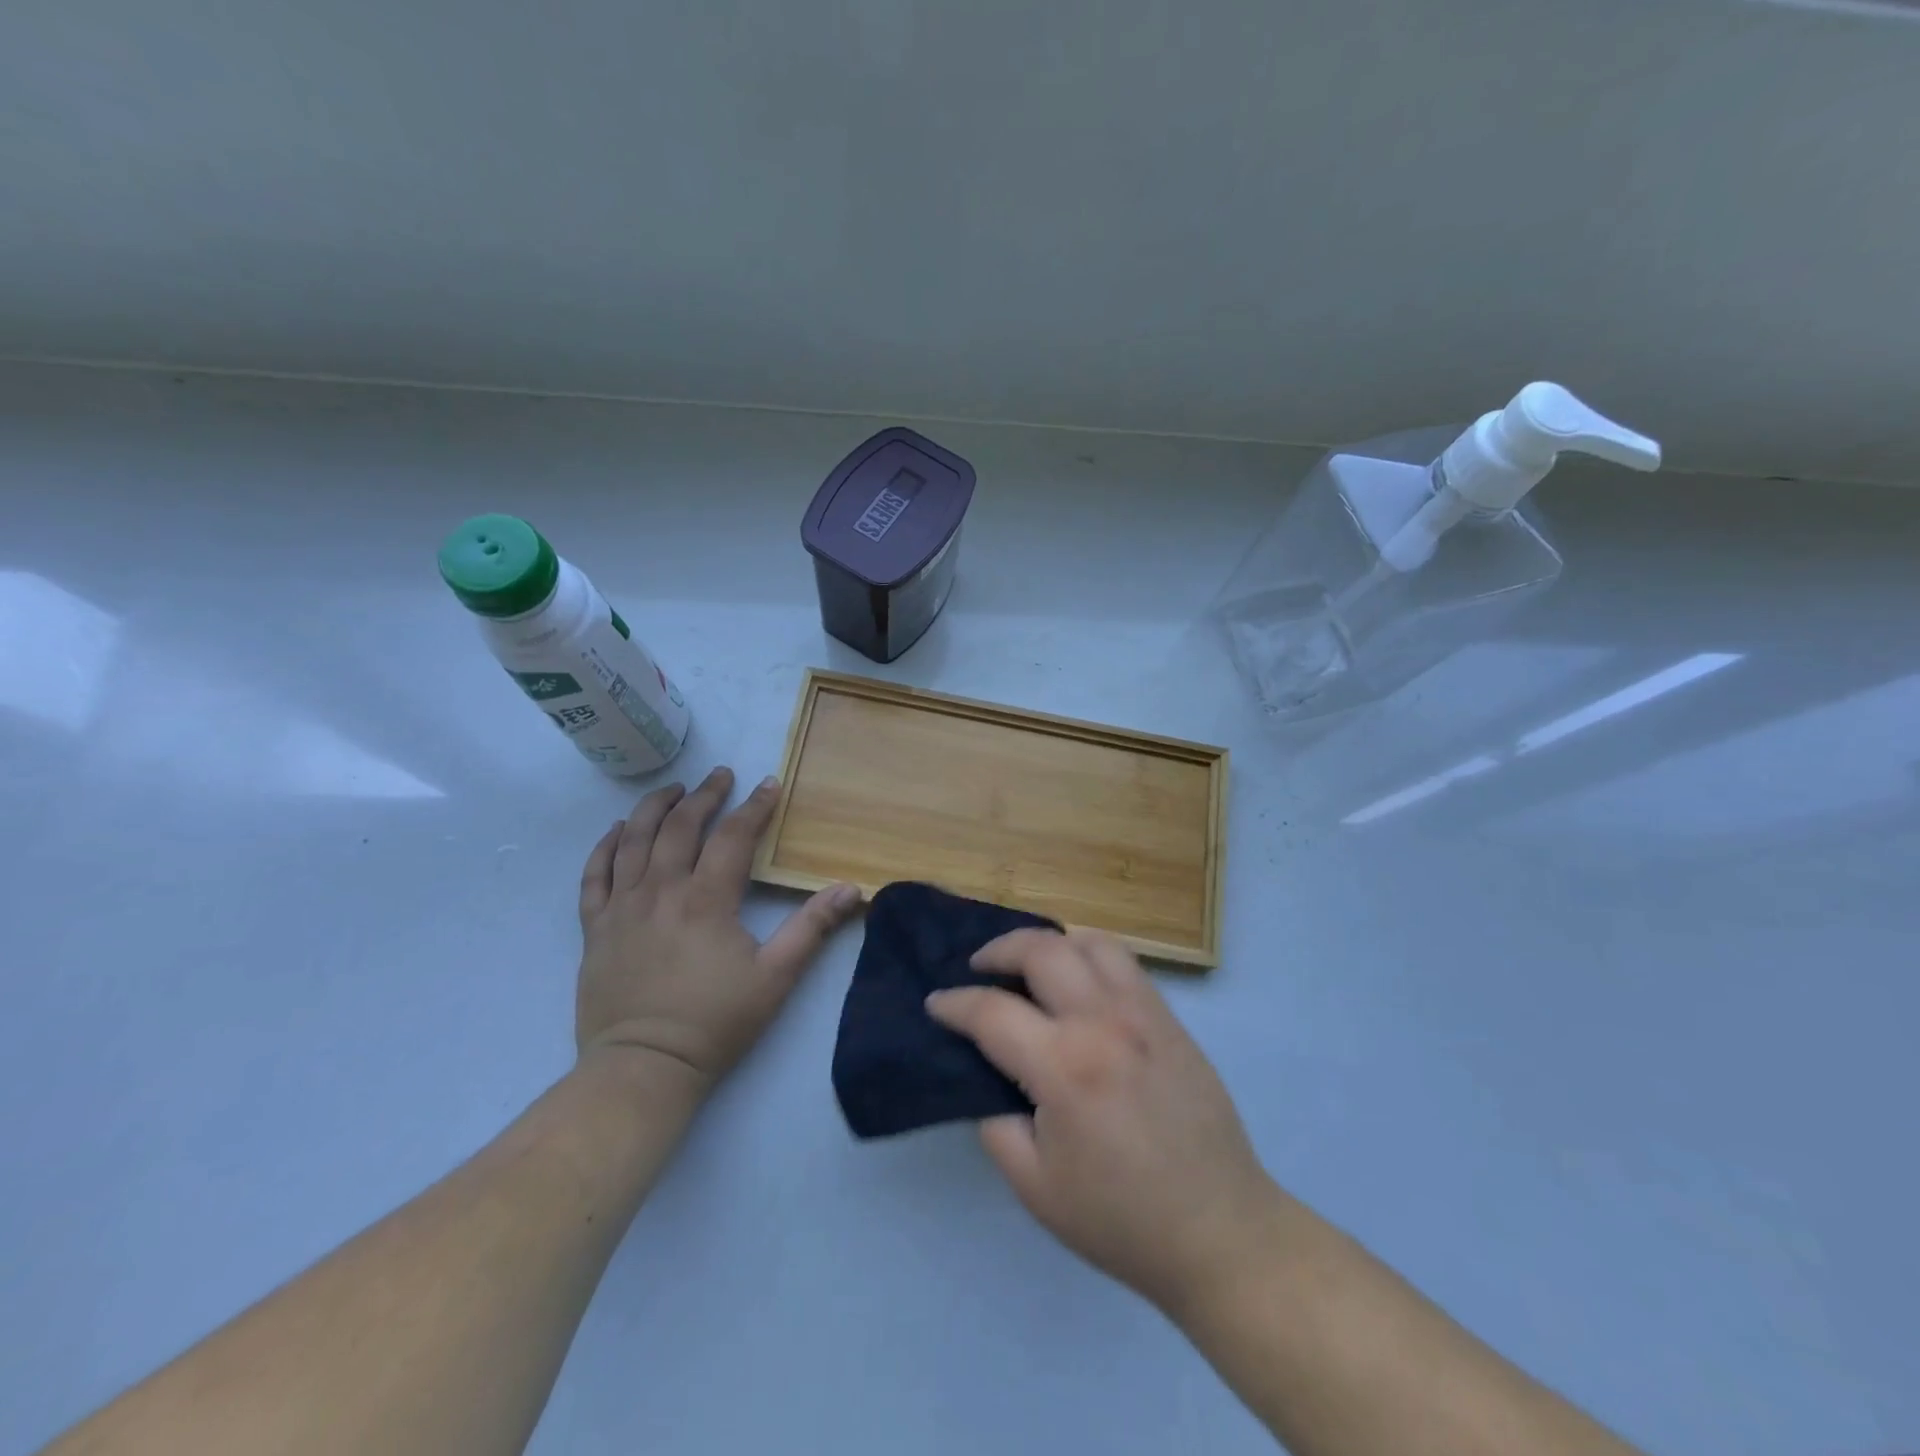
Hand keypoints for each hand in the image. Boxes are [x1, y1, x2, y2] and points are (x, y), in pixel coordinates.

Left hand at [575, 766, 862, 1092]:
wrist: (644, 1067)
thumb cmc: (714, 1022)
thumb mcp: (775, 977)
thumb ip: (812, 928)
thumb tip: (850, 888)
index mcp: (707, 900)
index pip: (733, 837)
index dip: (753, 807)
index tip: (768, 784)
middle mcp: (661, 891)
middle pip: (681, 827)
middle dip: (704, 796)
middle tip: (720, 776)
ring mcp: (622, 907)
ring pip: (634, 840)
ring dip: (655, 808)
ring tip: (673, 790)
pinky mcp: (596, 928)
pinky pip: (594, 875)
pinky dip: (605, 846)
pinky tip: (618, 831)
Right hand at [927, 929, 1278, 1314]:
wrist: (1220, 1232)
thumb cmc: (1121, 1220)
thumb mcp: (1035, 1188)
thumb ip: (996, 1124)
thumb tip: (985, 1078)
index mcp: (1065, 1068)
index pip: (992, 1012)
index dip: (954, 1004)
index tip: (936, 1004)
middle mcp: (1104, 1022)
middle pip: (1041, 950)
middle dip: (997, 951)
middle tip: (978, 970)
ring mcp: (1144, 1013)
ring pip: (1089, 942)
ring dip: (1049, 944)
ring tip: (1030, 967)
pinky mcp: (1170, 1019)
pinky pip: (1124, 963)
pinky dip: (1088, 956)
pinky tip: (1077, 983)